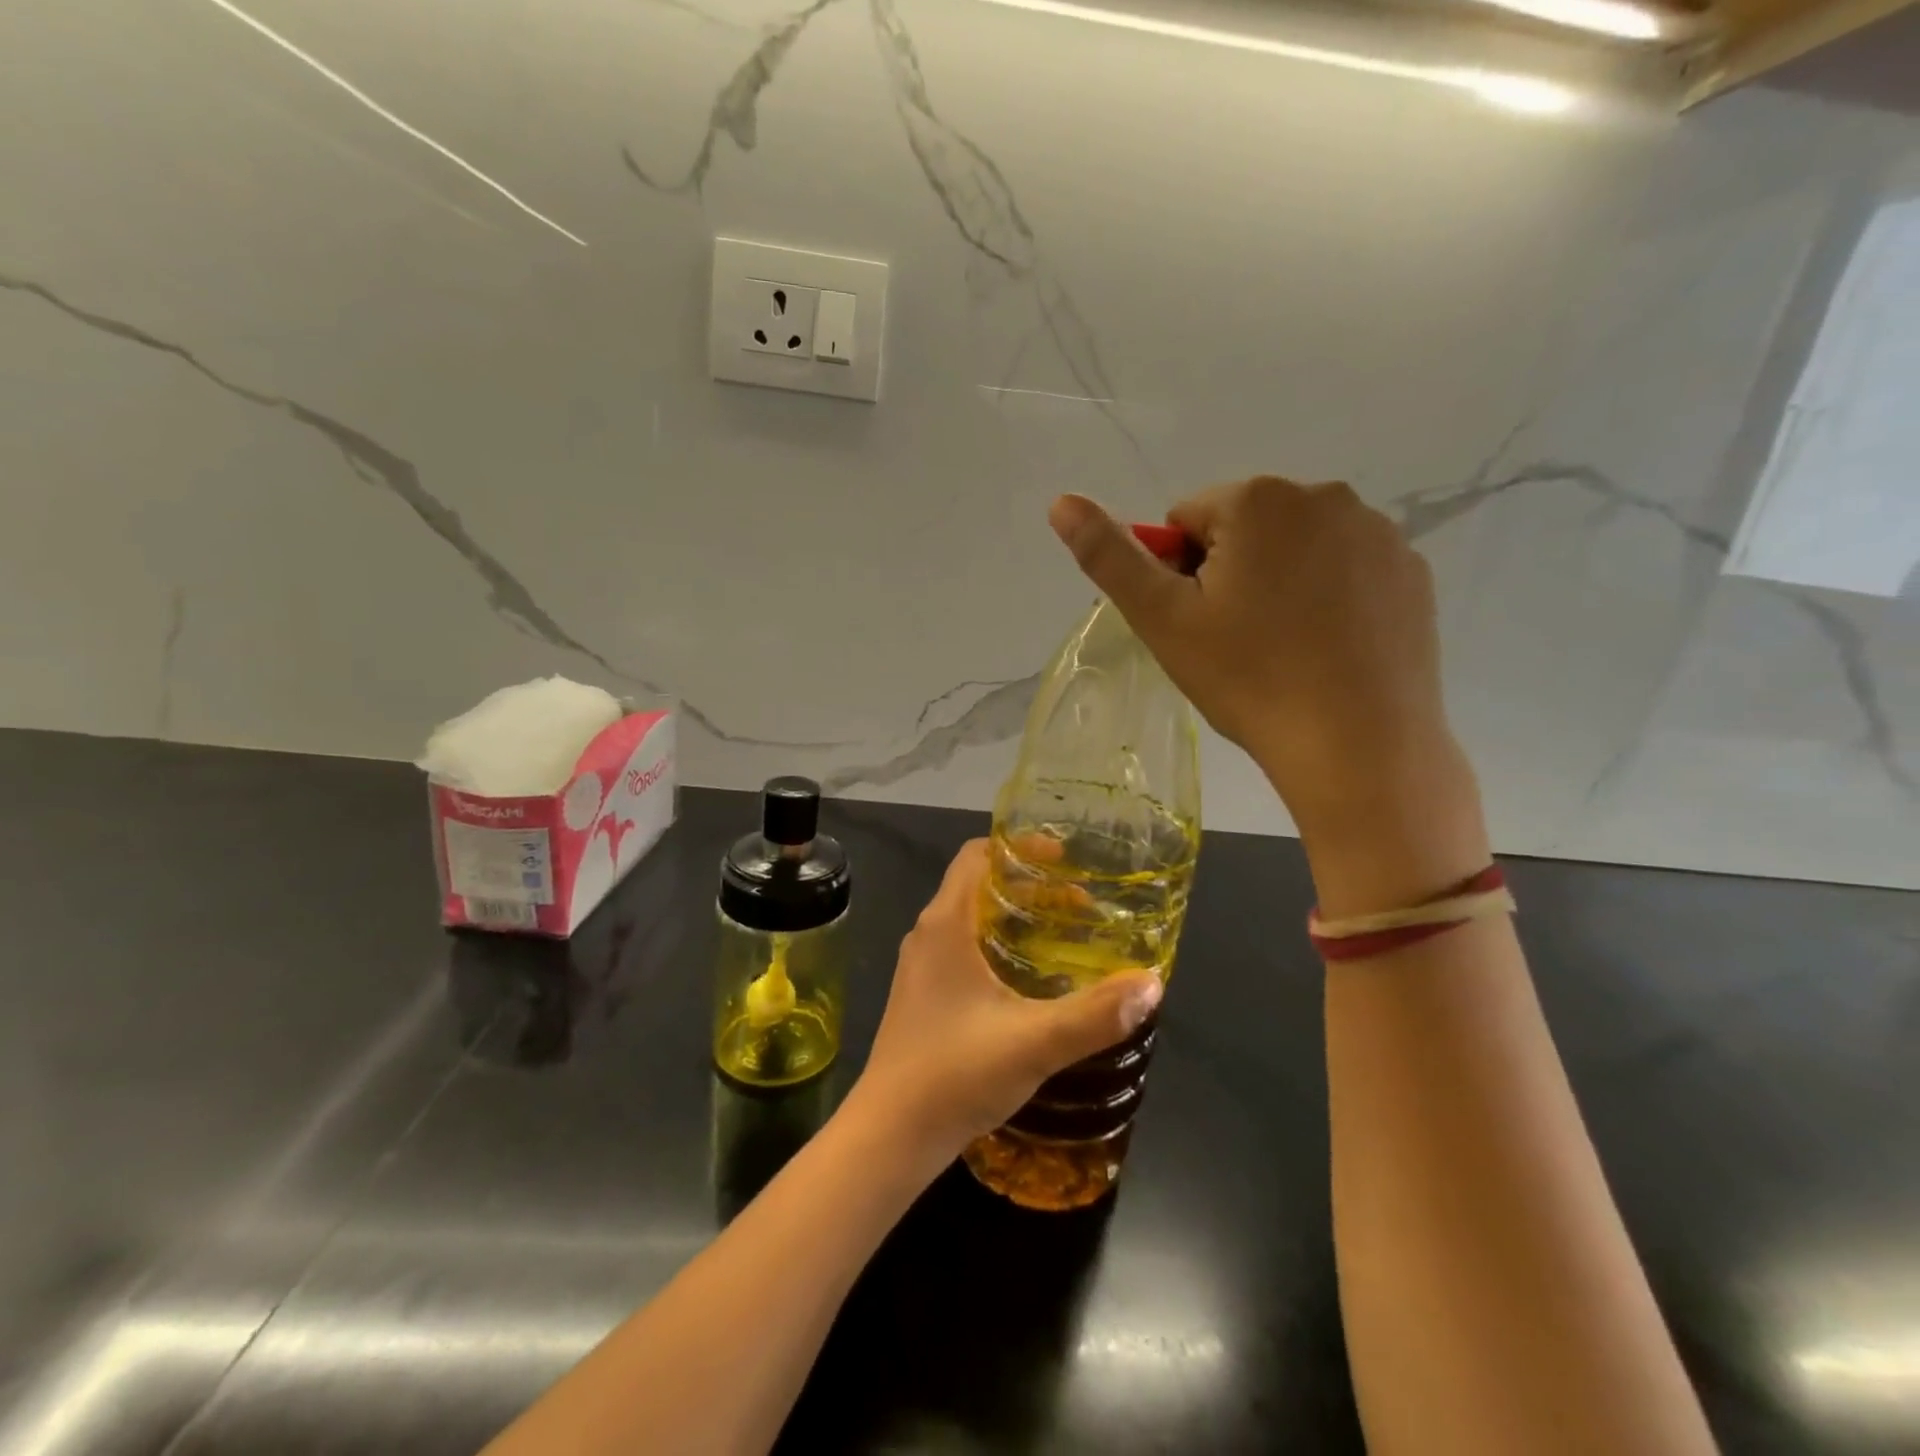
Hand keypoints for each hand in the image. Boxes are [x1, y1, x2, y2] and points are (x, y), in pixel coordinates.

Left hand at [850, 840, 1161, 1166]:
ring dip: (1014, 919)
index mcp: (946, 924)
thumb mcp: (1034, 1041)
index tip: (1064, 858)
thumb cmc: (955, 1074)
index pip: (976, 856)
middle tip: (1079, 903)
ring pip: (970, 921)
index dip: (1018, 848)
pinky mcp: (923, 998)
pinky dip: (998, 948)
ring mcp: (921, 968)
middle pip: (978, 887)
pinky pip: (963, 951)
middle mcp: (928, 935)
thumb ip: (1095, 1013)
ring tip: (1063, 936)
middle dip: (1028, 886)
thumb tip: (1151, 983)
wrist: (890, 1136)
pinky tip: (1030, 981)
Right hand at [1049, 481, 1485, 911]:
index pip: (1186, 521)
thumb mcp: (1162, 619)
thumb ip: (1109, 555)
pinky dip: (1327, 598)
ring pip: (1295, 549)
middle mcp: (1325, 495)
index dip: (1178, 575)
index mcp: (1258, 499)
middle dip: (1229, 574)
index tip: (1197, 625)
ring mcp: (1377, 533)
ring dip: (1278, 584)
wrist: (1358, 746)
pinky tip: (1326, 650)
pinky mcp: (1411, 572)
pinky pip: (1345, 571)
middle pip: (1244, 529)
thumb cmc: (1249, 678)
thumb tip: (1060, 501)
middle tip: (1235, 642)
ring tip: (1283, 650)